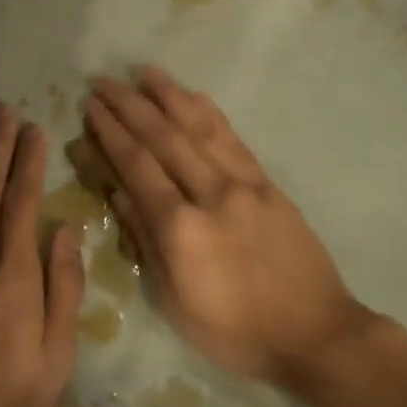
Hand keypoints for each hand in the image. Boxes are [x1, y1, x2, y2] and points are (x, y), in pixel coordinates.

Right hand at [83, 68, 374, 384]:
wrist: (315, 333)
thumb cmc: (237, 333)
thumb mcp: (176, 303)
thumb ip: (147, 243)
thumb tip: (118, 194)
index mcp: (181, 229)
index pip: (137, 168)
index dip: (111, 133)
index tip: (91, 106)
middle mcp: (211, 194)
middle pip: (164, 139)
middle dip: (130, 106)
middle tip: (104, 81)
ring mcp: (245, 185)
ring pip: (201, 129)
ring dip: (171, 97)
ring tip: (146, 72)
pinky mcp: (270, 185)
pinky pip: (235, 141)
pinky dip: (212, 115)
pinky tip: (197, 97)